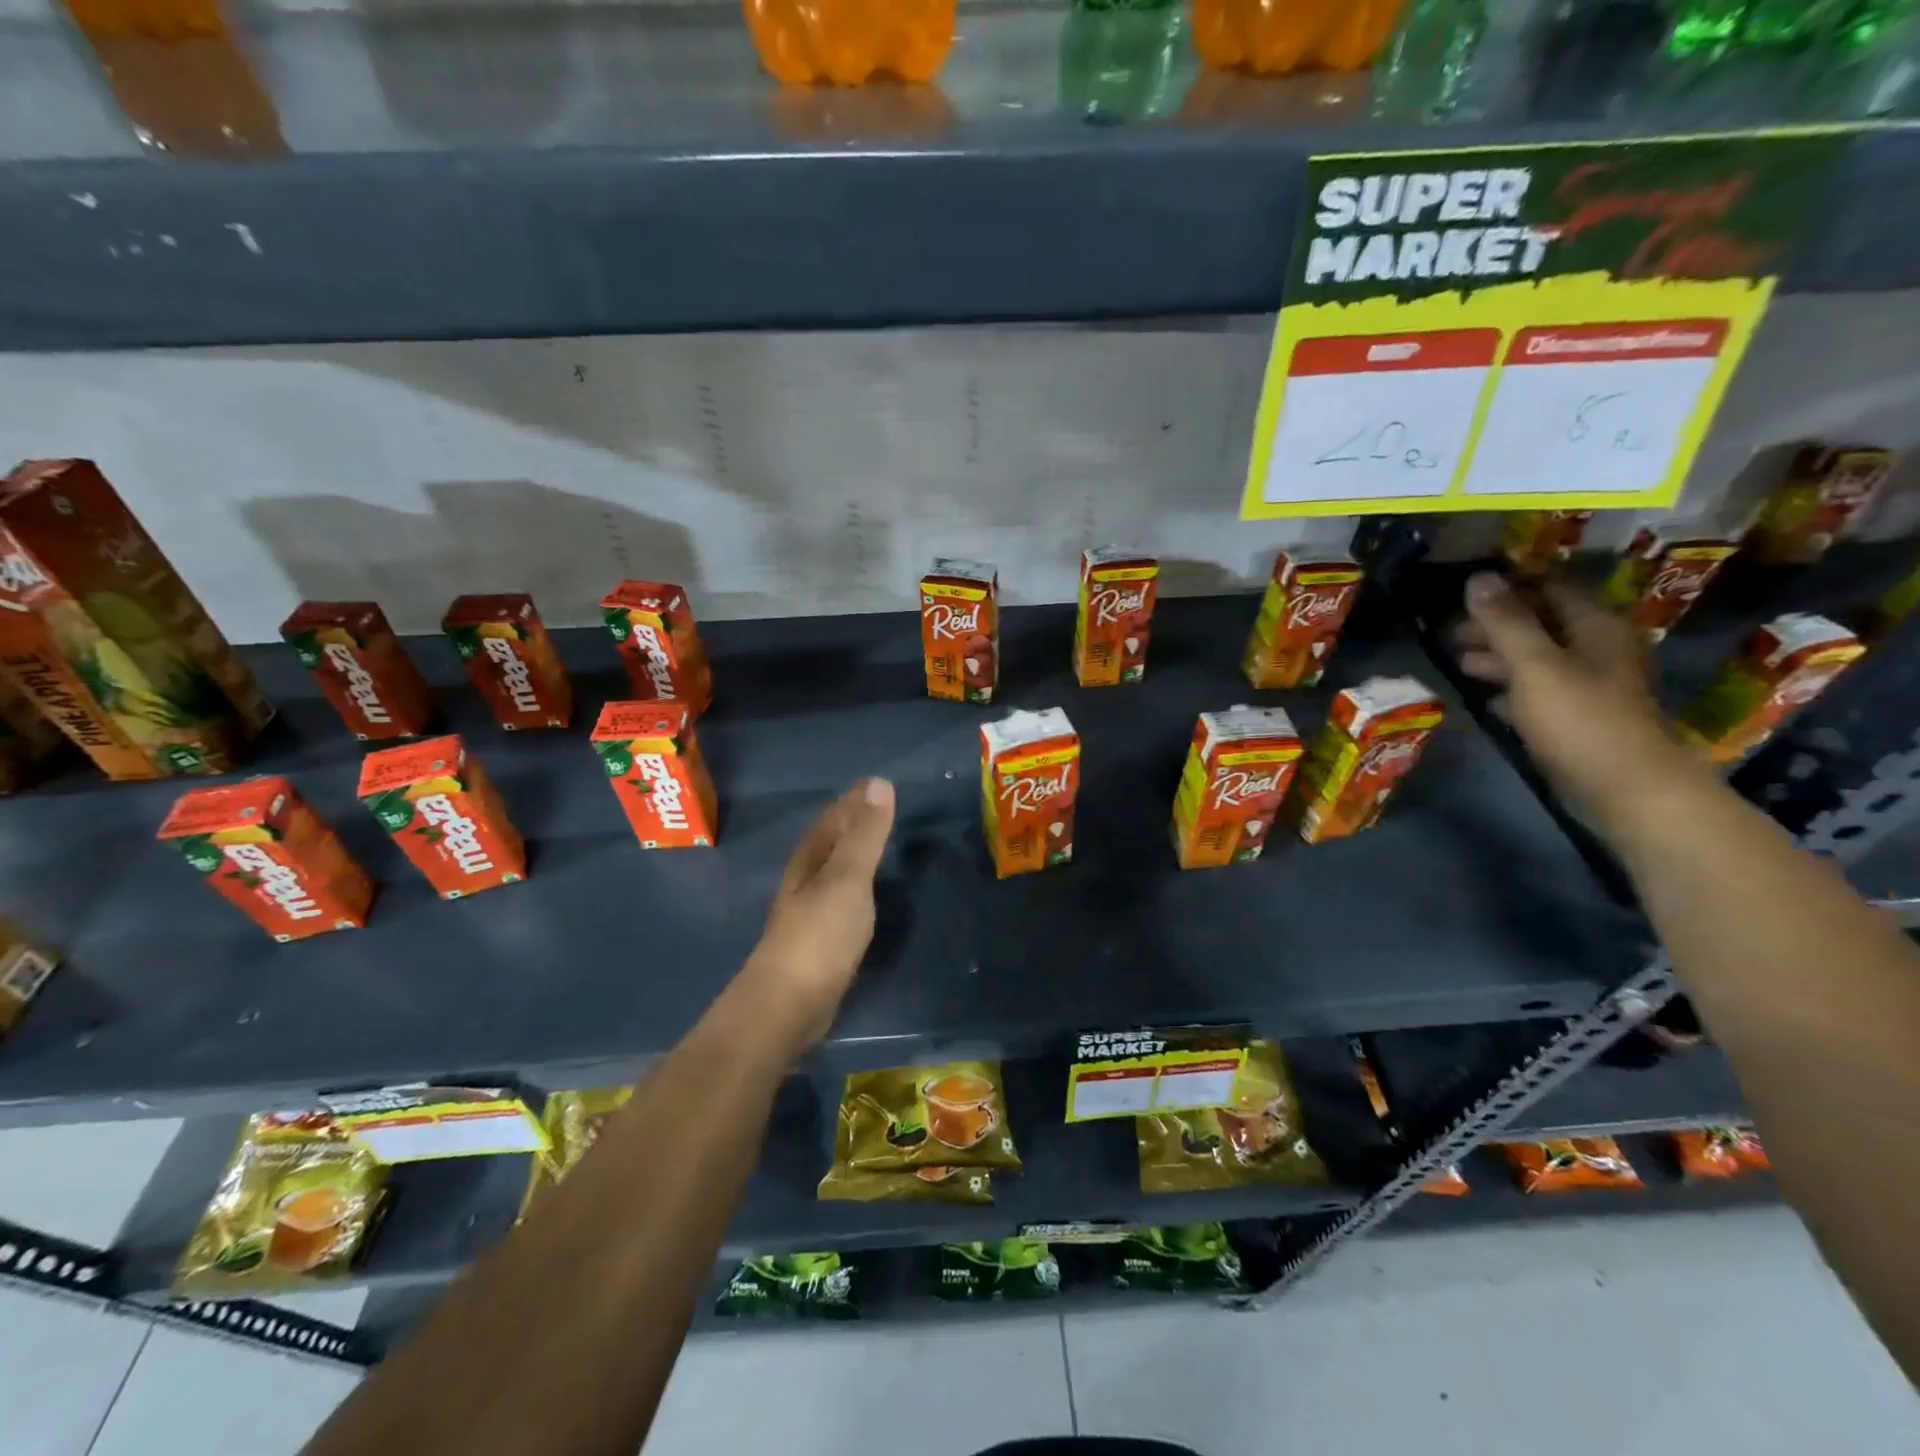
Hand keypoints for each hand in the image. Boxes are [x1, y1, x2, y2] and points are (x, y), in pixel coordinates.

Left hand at [740, 777, 895, 1051]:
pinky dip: (856, 884)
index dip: (854, 799)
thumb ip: (865, 835)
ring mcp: (809, 912)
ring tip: (877, 842)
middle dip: (851, 821)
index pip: (834, 817)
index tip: (876, 782)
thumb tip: (878, 782)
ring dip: (852, 852)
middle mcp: (805, 880)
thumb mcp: (848, 879)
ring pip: (833, 869)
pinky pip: (841, 897)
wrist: (788, 1004)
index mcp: (810, 859)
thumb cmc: (820, 936)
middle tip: (880, 806)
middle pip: (829, 841)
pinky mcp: (818, 940)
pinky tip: (866, 893)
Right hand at [1455, 573, 1709, 837]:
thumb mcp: (1534, 666)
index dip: (1509, 587)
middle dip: (1498, 625)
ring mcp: (1593, 685)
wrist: (1630, 789)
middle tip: (1453, 632)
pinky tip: (1487, 699)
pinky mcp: (1582, 717)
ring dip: (1501, 657)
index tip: (1465, 592)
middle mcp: (1599, 649)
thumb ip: (1505, 623)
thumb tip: (1478, 578)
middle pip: (1544, 623)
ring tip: (1460, 663)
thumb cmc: (1581, 720)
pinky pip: (1542, 690)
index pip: (1550, 588)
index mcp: (1594, 628)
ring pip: (1540, 658)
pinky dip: (1513, 688)